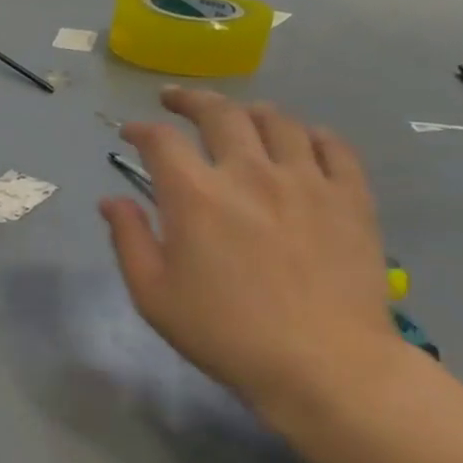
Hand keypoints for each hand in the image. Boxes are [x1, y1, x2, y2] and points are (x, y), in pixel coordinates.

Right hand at [100, 88, 407, 417]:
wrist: (322, 363)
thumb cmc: (224, 332)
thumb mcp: (153, 294)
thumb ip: (128, 239)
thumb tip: (112, 200)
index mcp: (195, 196)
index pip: (161, 141)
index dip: (141, 130)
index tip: (131, 133)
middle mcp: (249, 173)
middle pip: (220, 113)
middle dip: (190, 100)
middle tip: (175, 100)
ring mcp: (306, 180)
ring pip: (277, 120)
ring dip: (248, 111)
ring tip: (236, 116)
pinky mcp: (350, 197)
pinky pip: (332, 145)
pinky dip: (308, 133)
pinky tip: (299, 140)